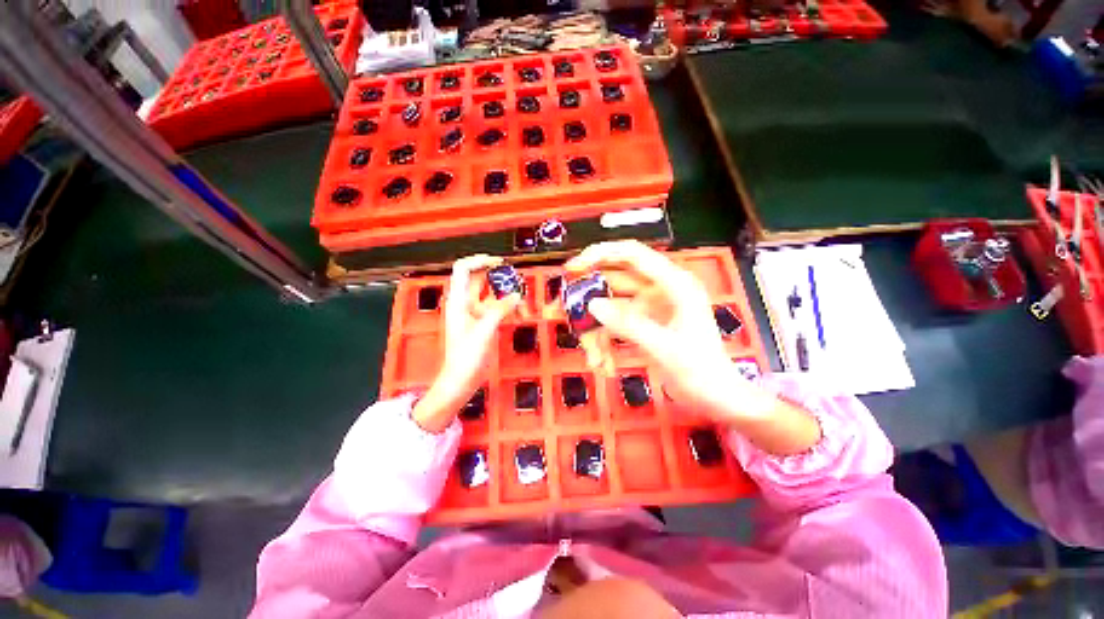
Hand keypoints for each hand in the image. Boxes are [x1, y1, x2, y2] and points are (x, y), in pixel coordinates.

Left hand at [412, 255, 519, 432]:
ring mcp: (472, 314)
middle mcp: (464, 304)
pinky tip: (517, 313)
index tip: (499, 262)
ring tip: (521, 299)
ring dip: (504, 295)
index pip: (463, 270)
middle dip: (498, 278)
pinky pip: (494, 309)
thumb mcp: (485, 330)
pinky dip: (506, 308)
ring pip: (490, 296)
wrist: (460, 381)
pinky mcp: (480, 324)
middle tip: (517, 280)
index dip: (479, 261)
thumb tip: (516, 295)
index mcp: (458, 301)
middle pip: (480, 281)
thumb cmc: (466, 357)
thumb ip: (500, 310)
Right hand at [564, 241, 748, 417]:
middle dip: (588, 301)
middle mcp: (658, 290)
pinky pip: (614, 326)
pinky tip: (604, 364)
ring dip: (596, 333)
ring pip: (610, 309)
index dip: (600, 254)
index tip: (572, 268)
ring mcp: (649, 308)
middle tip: (560, 312)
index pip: (632, 255)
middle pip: (613, 283)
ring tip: (593, 359)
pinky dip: (605, 343)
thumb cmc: (700, 371)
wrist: (716, 398)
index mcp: (673, 284)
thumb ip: (628, 325)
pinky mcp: (643, 324)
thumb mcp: (664, 348)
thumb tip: (591, 305)